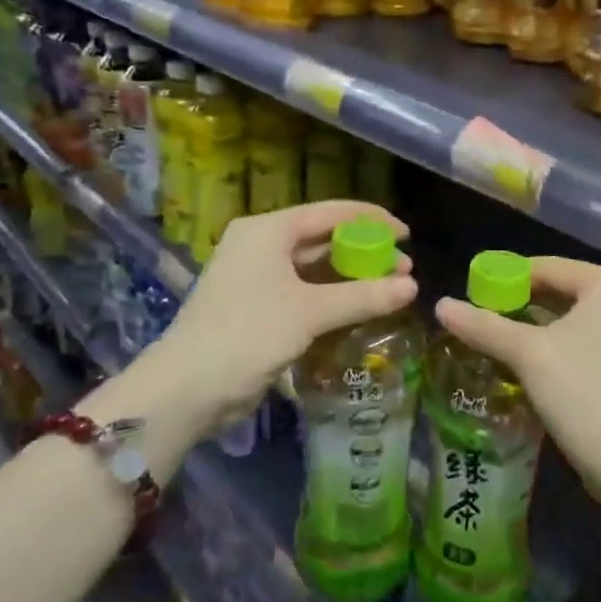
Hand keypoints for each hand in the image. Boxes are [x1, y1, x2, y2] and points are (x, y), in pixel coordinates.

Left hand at [114, 202, 416, 445]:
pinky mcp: (259, 307)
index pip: (331, 212)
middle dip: (366, 252)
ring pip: (315, 268)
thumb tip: (414, 287)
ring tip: (391, 289)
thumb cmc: (248, 334)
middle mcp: (262, 245)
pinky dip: (333, 297)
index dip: (372, 221)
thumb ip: (363, 296)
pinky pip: (305, 291)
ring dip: (352, 277)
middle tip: (404, 269)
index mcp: (268, 230)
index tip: (407, 236)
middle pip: (324, 239)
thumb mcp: (310, 312)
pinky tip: (361, 308)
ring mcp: (258, 277)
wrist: (187, 389)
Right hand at [435, 257, 600, 500]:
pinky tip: (530, 364)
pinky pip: (590, 342)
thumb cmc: (585, 395)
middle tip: (481, 318)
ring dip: (538, 329)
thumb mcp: (529, 356)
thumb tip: (440, 305)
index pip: (550, 267)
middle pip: (564, 292)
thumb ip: (484, 326)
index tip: (472, 292)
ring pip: (576, 320)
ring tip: (497, 340)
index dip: (507, 276)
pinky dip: (561, 347)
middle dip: (521, 305)